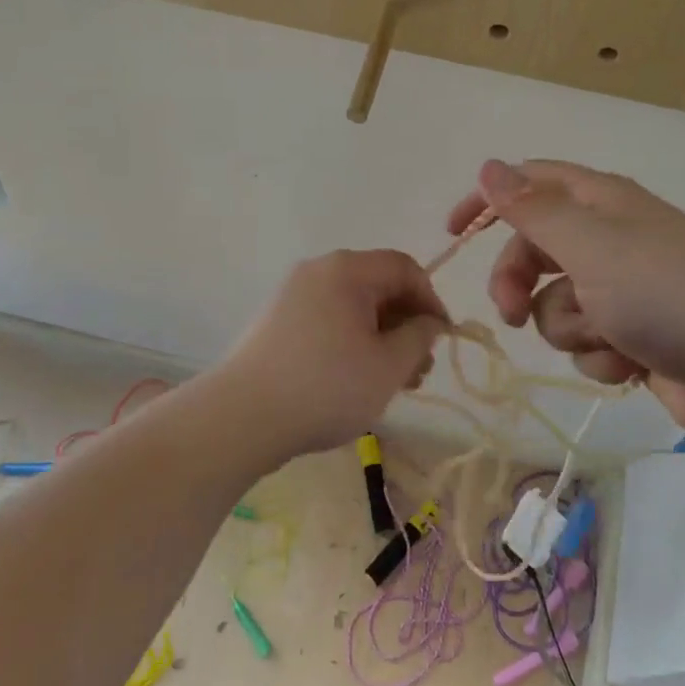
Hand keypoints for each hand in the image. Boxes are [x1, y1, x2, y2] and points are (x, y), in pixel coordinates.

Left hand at [217, 250, 446, 459]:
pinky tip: (356, 379)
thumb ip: (419, 337)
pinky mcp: (276, 322)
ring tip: (393, 382)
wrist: (243, 417)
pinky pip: (327, 320)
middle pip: (377, 286)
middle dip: (406, 324)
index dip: (431, 300)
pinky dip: (351, 342)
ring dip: (381, 337)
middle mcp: (317, 272)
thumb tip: (429, 322)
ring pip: (352, 307)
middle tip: (419, 369)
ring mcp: (292, 296)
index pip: (404, 268)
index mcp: (346, 270)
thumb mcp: (388, 365)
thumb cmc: (327, 387)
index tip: (441, 340)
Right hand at [448, 160, 684, 445]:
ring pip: (553, 304)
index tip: (454, 233)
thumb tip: (490, 166)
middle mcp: (610, 238)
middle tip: (509, 311)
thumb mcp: (593, 246)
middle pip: (533, 250)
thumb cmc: (668, 296)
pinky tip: (631, 362)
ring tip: (607, 336)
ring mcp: (622, 290)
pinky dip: (599, 354)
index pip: (532, 182)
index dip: (489, 201)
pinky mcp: (631, 335)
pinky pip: (585, 340)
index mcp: (603, 202)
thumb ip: (534, 209)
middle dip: (517, 282)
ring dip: (569, 326)